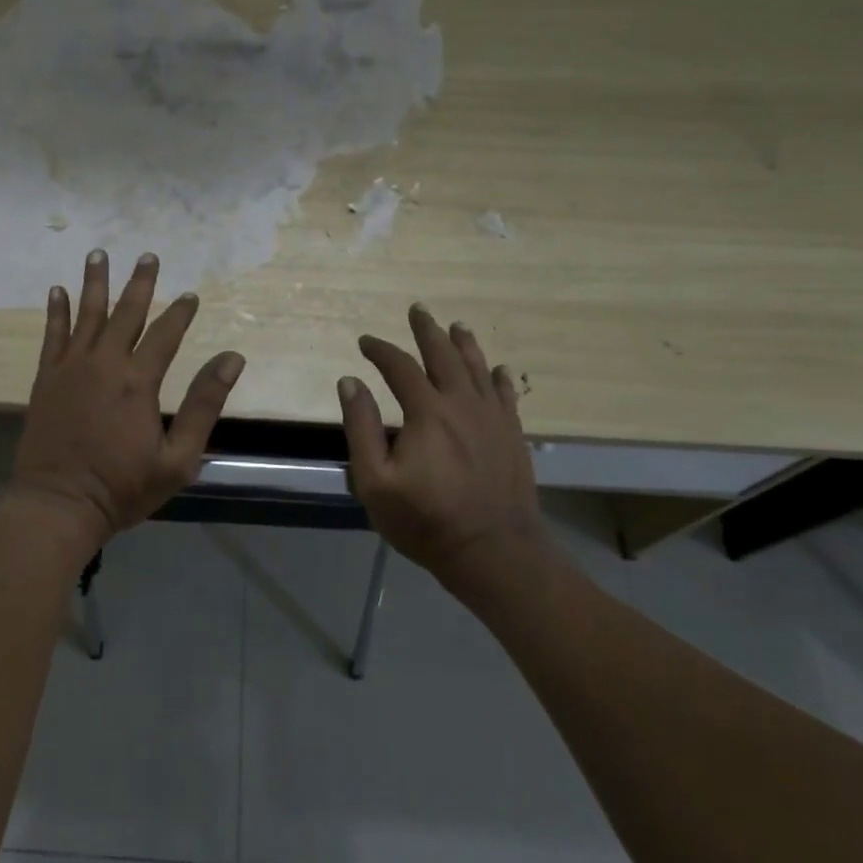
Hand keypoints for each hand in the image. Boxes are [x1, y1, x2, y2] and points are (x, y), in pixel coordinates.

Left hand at [10, 250, 245, 550]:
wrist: (58, 505)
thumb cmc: (122, 488)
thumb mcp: (178, 458)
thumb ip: (204, 405)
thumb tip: (231, 359)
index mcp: (138, 382)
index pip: (165, 335)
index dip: (180, 313)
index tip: (190, 294)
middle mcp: (103, 364)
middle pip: (125, 313)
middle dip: (139, 283)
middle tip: (147, 256)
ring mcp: (70, 369)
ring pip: (86, 315)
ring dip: (94, 283)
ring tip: (98, 254)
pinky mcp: (46, 379)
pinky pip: (51, 335)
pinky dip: (55, 312)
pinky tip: (57, 291)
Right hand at [338, 304, 548, 584]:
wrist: (494, 552)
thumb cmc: (426, 520)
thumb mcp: (375, 481)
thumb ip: (361, 428)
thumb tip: (350, 381)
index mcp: (427, 412)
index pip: (400, 367)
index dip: (380, 350)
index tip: (365, 342)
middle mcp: (462, 404)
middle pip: (444, 355)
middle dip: (427, 331)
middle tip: (417, 310)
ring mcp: (493, 418)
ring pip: (478, 368)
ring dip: (464, 344)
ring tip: (456, 326)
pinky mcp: (512, 436)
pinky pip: (505, 395)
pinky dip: (498, 377)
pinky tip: (497, 369)